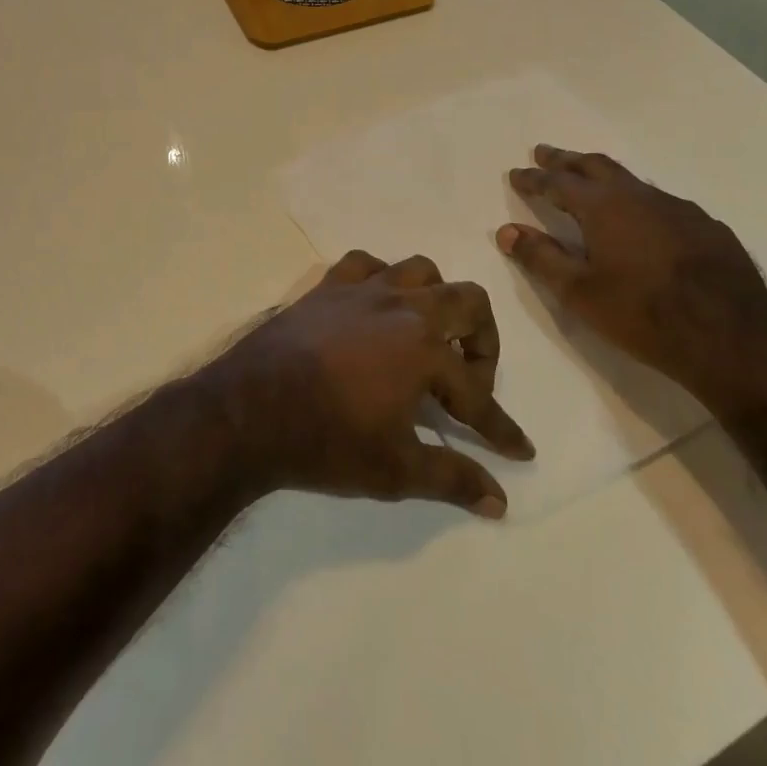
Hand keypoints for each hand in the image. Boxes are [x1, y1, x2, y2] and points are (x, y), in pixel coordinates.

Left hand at [200, 252, 534, 518]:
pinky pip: (366, 264)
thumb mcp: (395, 470)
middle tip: (471, 378)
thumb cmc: (326, 442)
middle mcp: (402, 306)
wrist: (248, 412)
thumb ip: (452, 478)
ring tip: (429, 336)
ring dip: (437, 300)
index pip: (477, 393)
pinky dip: (382, 279)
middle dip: (483, 341)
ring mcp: (362, 290)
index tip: (518, 449)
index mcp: (424, 349)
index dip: (501, 427)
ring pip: (420, 270)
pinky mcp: (326, 287)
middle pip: (467, 300)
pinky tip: (377, 306)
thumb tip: (499, 501)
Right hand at [496, 146, 766, 408]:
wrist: (733, 339)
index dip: (534, 179)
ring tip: (591, 182)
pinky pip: (664, 204)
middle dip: (566, 160)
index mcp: (604, 206)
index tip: (516, 174)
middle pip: (596, 166)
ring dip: (605, 178)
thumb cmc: (643, 314)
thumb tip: (507, 231)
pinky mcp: (710, 228)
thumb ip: (540, 258)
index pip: (558, 183)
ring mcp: (680, 209)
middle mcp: (640, 196)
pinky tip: (645, 223)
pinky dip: (640, 203)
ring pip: (633, 182)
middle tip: (546, 154)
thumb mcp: (580, 292)